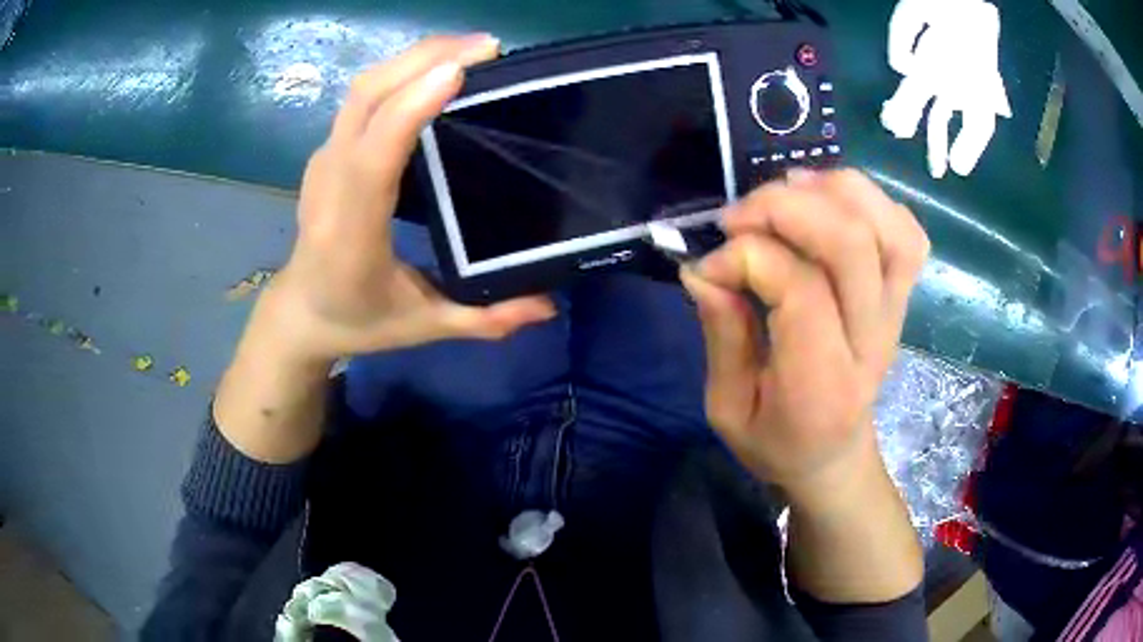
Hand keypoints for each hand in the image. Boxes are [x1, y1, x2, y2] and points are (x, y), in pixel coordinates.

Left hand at [259, 34, 554, 364]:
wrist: (300, 311)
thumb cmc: (358, 319)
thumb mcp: (423, 327)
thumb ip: (485, 320)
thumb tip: (550, 304)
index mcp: (350, 232)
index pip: (373, 156)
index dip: (412, 106)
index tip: (461, 70)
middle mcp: (329, 184)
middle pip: (365, 100)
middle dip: (422, 59)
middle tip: (487, 47)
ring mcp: (324, 161)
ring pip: (362, 90)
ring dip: (413, 59)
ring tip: (470, 50)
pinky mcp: (328, 151)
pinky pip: (363, 98)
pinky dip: (400, 73)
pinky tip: (435, 71)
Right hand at [680, 169, 929, 503]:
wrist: (835, 457)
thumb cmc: (777, 441)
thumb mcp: (728, 408)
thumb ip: (722, 335)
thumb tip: (703, 267)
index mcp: (822, 383)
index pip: (800, 288)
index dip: (746, 257)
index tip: (708, 269)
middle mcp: (870, 340)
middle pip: (851, 242)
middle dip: (785, 208)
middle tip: (738, 217)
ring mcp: (895, 313)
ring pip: (887, 226)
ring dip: (832, 191)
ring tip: (784, 194)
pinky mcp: (902, 296)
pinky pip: (906, 232)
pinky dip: (871, 202)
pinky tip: (830, 203)